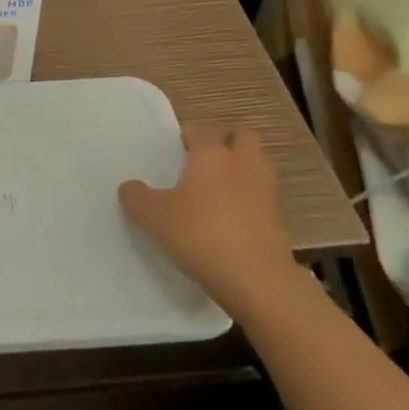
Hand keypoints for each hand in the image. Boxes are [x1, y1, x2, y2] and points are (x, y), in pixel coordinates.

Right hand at [119, 125, 303, 318]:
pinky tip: (229, 220)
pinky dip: (249, 201)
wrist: (256, 279)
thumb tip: (129, 186)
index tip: (174, 150)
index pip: (201, 130)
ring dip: (241, 170)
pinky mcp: (279, 219)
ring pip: (257, 165)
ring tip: (217, 190)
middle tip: (203, 160)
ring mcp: (266, 191)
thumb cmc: (199, 234)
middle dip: (226, 141)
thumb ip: (137, 197)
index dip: (188, 136)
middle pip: (243, 136)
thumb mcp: (153, 217)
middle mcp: (242, 164)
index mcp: (211, 155)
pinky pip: (261, 197)